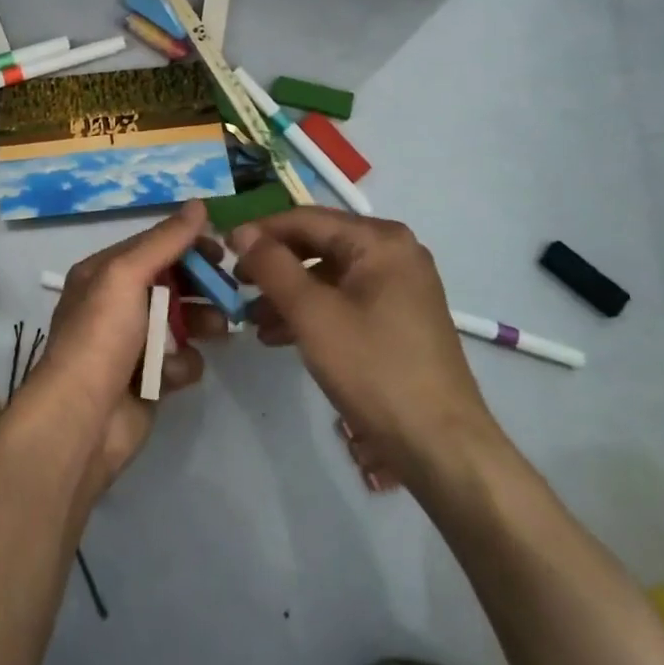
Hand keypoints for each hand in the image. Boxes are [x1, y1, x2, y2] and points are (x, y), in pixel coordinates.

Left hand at [17, 201, 211, 494]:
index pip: (153, 247)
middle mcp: (115, 304)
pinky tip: (174, 374)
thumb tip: (198, 204)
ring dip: (202, 323)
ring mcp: (132, 344)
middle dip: (201, 286)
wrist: (82, 419)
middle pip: (171, 283)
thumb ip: (164, 241)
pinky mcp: (148, 379)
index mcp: (103, 274)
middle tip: (229, 292)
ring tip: (219, 329)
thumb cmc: (101, 336)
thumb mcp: (126, 275)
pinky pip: (179, 361)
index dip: (187, 245)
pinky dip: (182, 365)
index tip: (221, 251)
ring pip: (181, 322)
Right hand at [229, 208, 500, 470]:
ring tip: (251, 320)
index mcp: (380, 240)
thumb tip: (242, 232)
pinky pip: (344, 299)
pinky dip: (312, 312)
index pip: (306, 219)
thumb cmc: (373, 368)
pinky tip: (279, 336)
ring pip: (328, 275)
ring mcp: (399, 286)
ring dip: (288, 293)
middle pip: (318, 244)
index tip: (223, 250)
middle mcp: (394, 253)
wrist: (440, 446)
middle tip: (236, 286)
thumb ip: (273, 266)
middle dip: (274, 266)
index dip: (261, 231)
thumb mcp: (312, 313)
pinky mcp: (398, 318)